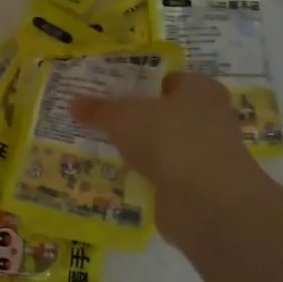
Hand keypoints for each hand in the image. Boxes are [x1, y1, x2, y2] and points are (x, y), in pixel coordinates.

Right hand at [72, 72, 265, 207]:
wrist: (207, 201)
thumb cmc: (169, 140)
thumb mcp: (123, 117)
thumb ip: (99, 109)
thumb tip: (73, 102)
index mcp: (199, 89)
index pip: (164, 80)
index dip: (134, 85)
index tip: (104, 94)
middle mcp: (208, 117)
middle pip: (161, 114)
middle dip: (132, 121)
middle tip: (95, 123)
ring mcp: (205, 154)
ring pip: (161, 146)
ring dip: (137, 151)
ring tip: (98, 150)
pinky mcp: (197, 186)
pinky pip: (162, 175)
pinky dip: (144, 177)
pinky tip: (116, 178)